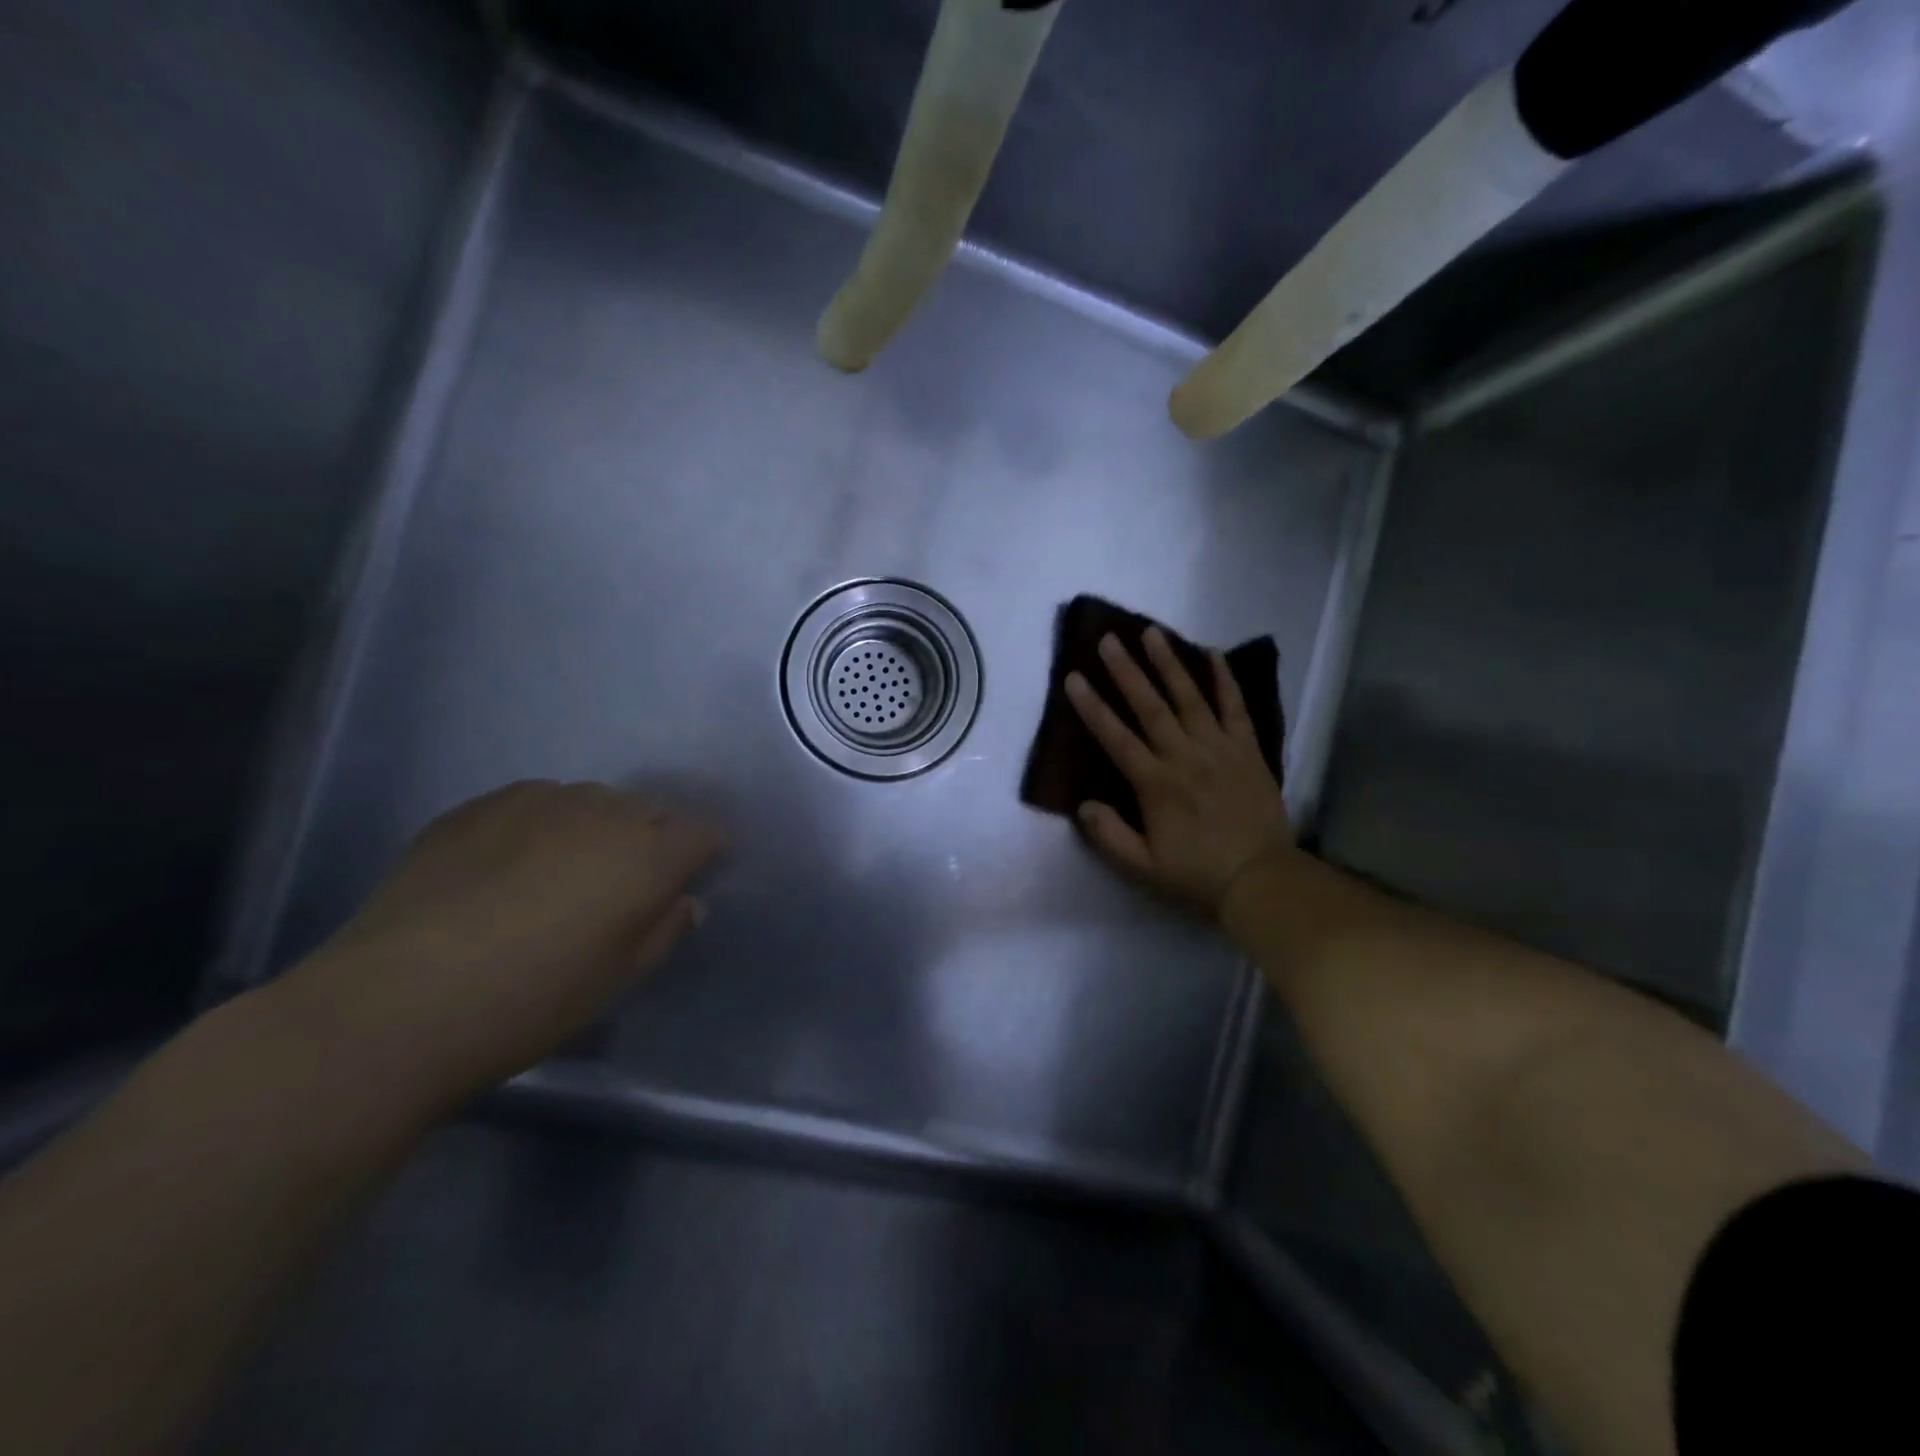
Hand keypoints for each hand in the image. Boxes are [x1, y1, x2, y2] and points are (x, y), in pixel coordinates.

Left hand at [280, 781, 725, 1099]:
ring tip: (564, 873)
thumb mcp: (617, 980)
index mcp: (648, 854)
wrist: (395, 1003)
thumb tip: (685, 902)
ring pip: (592, 801)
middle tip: (624, 887)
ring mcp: (538, 800)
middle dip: (651, 840)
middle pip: (650, 812)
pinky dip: (543, 825)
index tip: (688, 881)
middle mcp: (603, 811)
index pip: (702, 833)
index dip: (703, 855)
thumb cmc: (531, 1002)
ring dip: (596, 829)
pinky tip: (510, 865)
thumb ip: (663, 931)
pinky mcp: (479, 805)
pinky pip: (536, 802)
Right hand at [1065, 628, 1292, 916]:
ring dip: (1169, 664)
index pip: (1116, 738)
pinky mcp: (1248, 750)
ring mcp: (1219, 748)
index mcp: (1155, 783)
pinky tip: (1212, 654)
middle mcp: (1184, 756)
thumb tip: (1083, 804)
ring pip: (1190, 697)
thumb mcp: (1142, 867)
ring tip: (1151, 633)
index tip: (1074, 678)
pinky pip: (1235, 707)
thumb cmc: (1196, 874)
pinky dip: (1224, 680)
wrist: (1261, 879)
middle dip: (1126, 671)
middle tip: (1109, 640)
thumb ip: (1109, 835)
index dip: (1093, 707)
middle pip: (1150, 706)